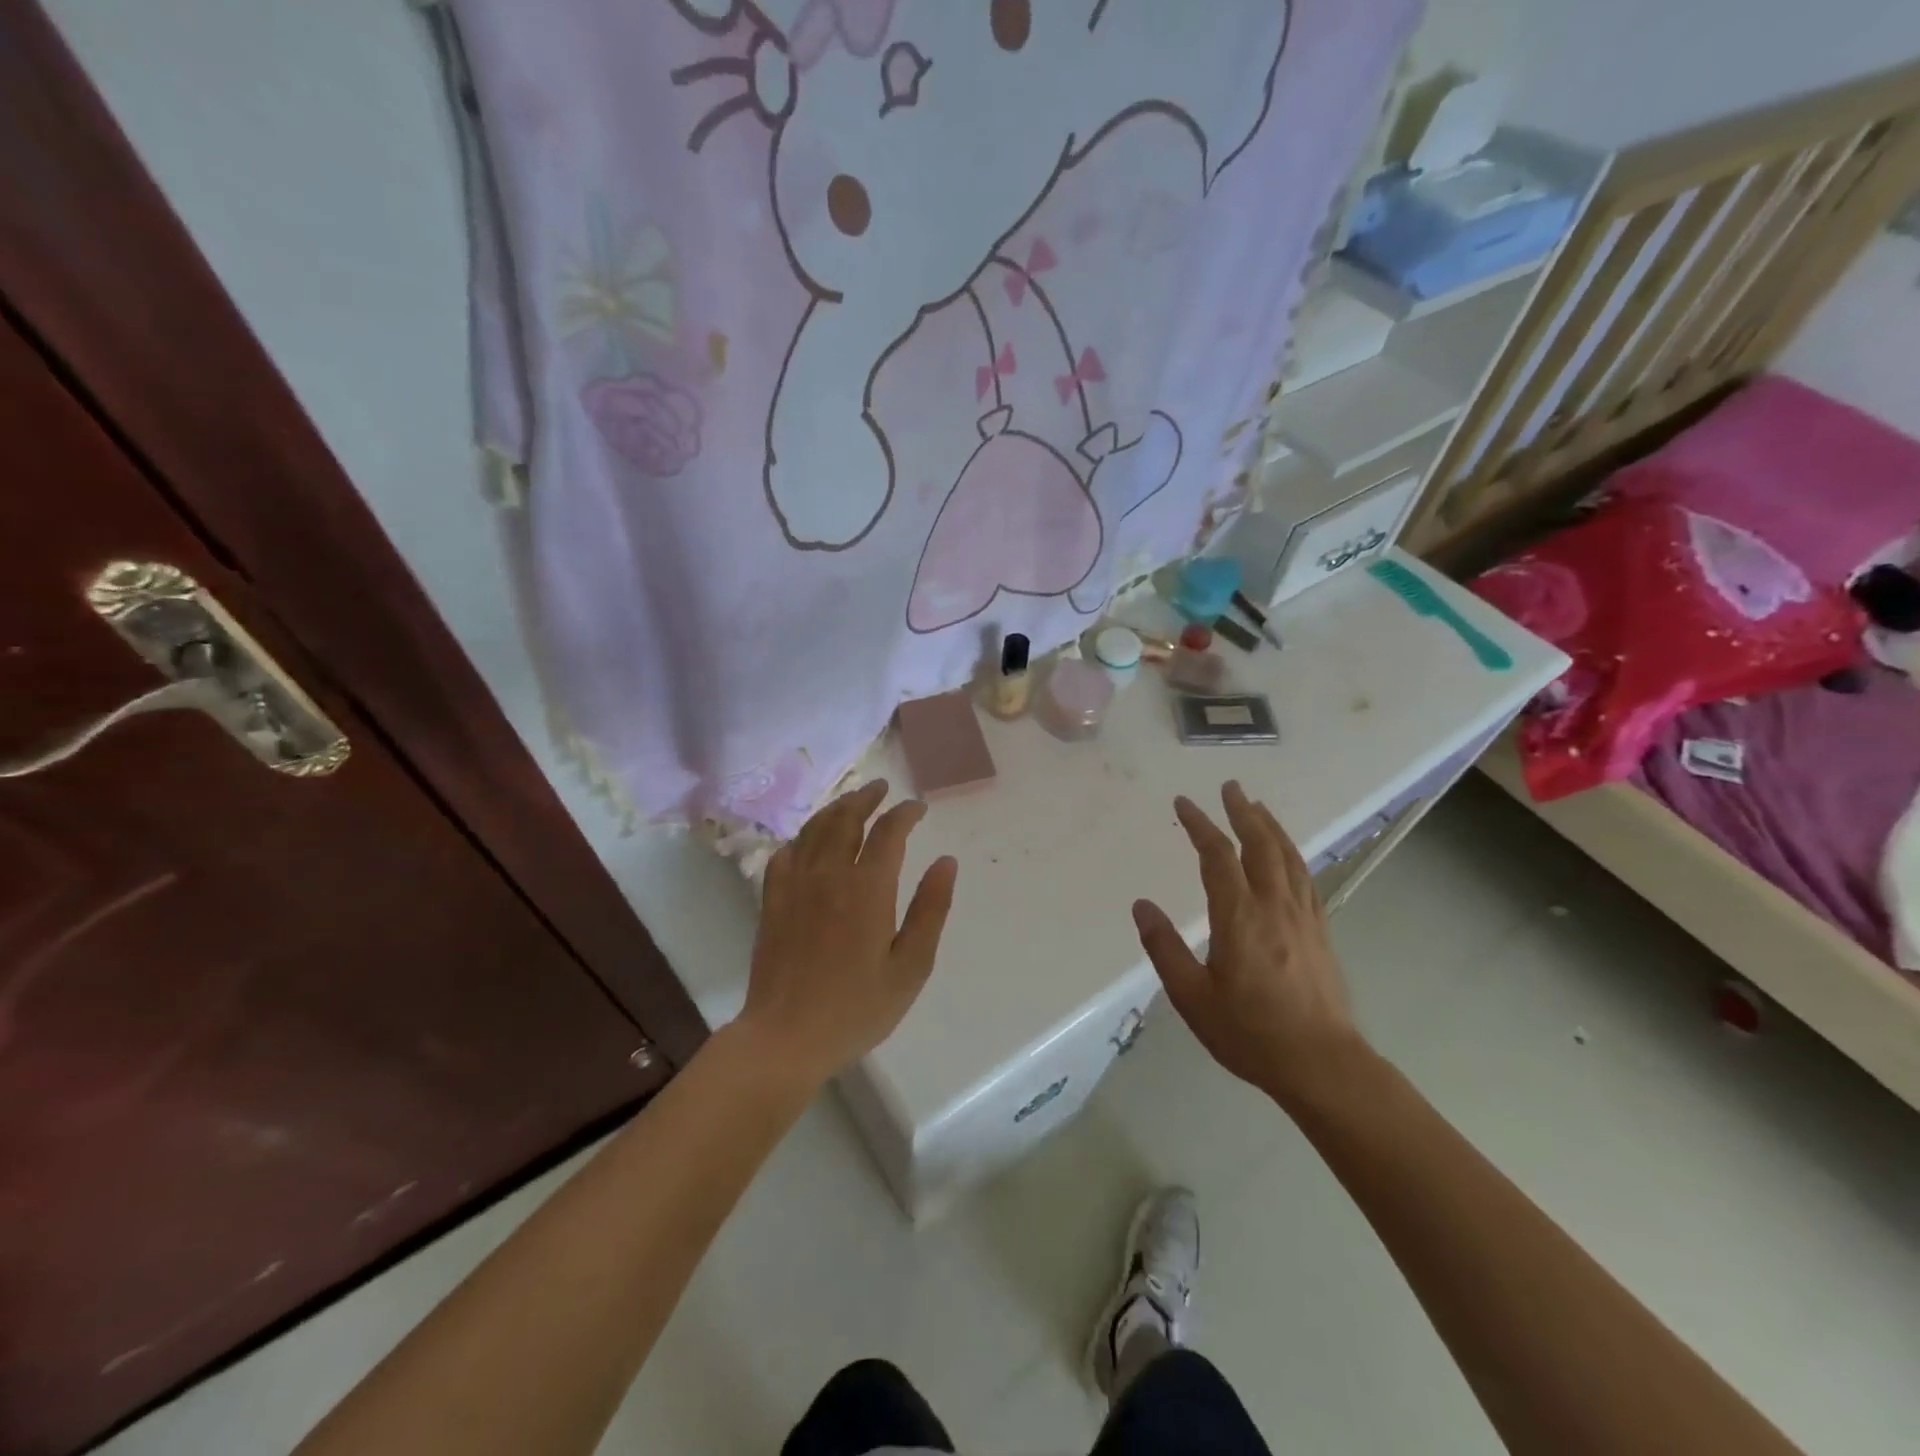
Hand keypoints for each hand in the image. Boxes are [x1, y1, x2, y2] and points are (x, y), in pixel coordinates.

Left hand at [738, 780, 958, 1091]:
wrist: (786, 1037)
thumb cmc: (857, 1008)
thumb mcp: (910, 966)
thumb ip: (930, 910)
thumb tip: (946, 861)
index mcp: (868, 888)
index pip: (888, 832)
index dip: (905, 813)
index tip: (918, 807)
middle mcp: (829, 874)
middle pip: (846, 818)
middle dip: (867, 797)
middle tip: (882, 787)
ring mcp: (795, 885)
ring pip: (815, 829)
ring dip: (836, 808)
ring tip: (851, 801)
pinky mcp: (772, 901)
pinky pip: (786, 853)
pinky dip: (802, 837)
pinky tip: (809, 841)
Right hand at [1133, 781, 1363, 1109]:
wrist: (1323, 1065)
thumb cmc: (1250, 1033)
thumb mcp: (1193, 997)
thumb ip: (1165, 948)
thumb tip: (1141, 906)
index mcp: (1240, 918)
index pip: (1218, 857)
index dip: (1200, 825)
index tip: (1184, 803)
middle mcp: (1274, 907)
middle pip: (1260, 846)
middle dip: (1243, 812)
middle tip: (1230, 787)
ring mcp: (1303, 917)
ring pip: (1288, 857)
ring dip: (1271, 827)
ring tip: (1257, 807)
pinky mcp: (1320, 931)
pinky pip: (1305, 878)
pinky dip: (1292, 854)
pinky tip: (1287, 855)